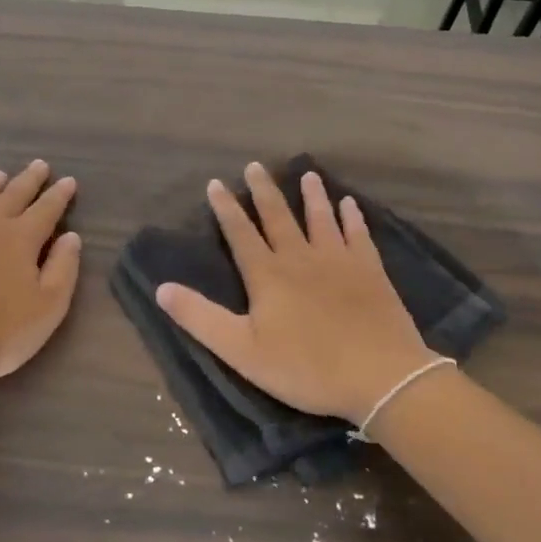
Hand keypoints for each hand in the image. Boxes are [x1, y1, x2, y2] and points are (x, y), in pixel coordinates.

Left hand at [0, 160, 82, 395]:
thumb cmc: (0, 333)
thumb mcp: (49, 307)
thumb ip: (64, 268)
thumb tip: (71, 236)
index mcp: (21, 238)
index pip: (46, 209)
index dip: (59, 195)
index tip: (68, 181)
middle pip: (13, 194)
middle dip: (29, 180)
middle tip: (39, 165)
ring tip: (1, 176)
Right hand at [157, 163, 434, 423]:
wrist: (379, 376)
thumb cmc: (305, 368)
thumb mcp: (241, 350)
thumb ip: (200, 318)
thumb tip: (161, 288)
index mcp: (267, 275)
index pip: (240, 233)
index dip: (226, 208)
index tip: (216, 183)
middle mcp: (300, 258)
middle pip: (278, 217)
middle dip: (264, 191)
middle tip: (256, 165)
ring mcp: (339, 261)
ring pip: (320, 219)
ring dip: (311, 196)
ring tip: (307, 174)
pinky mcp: (370, 271)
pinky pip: (358, 235)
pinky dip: (352, 218)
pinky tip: (350, 205)